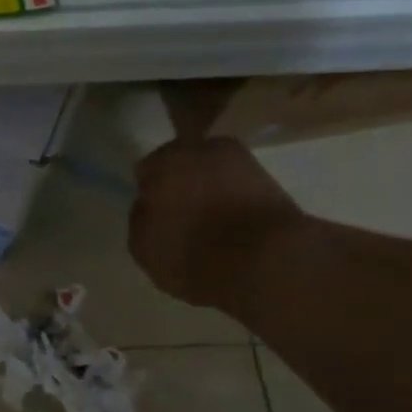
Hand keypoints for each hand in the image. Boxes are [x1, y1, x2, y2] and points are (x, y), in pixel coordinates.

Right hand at [129, 138, 305, 310]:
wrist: (268, 262)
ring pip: (213, 174)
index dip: (148, 191)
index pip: (147, 170)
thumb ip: (140, 219)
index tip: (152, 213)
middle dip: (180, 183)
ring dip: (208, 190)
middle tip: (178, 215)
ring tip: (207, 222)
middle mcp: (204, 149)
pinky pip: (238, 188)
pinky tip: (230, 225)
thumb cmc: (193, 252)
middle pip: (183, 164)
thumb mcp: (144, 247)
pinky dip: (232, 200)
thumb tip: (148, 205)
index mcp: (166, 161)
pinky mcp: (272, 180)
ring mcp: (243, 162)